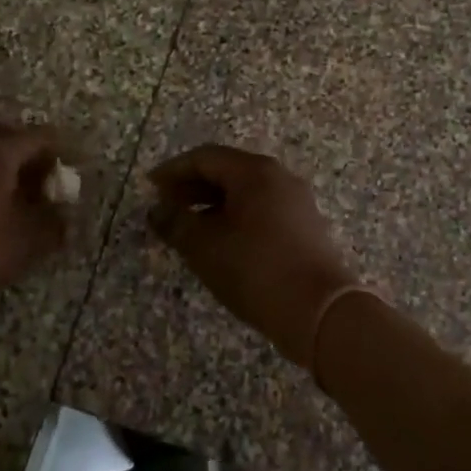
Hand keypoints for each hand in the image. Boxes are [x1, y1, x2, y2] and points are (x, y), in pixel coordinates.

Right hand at [147, 145, 356, 364]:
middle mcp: (279, 178)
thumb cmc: (255, 270)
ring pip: (246, 193)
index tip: (150, 187)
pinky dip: (235, 217)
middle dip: (193, 187)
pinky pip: (262, 210)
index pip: (206, 158)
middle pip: (228, 171)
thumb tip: (158, 210)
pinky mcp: (306, 228)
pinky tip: (221, 243)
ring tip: (189, 228)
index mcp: (255, 172)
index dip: (174, 170)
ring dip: (213, 204)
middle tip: (166, 206)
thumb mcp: (204, 247)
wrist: (320, 312)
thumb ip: (176, 222)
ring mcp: (297, 202)